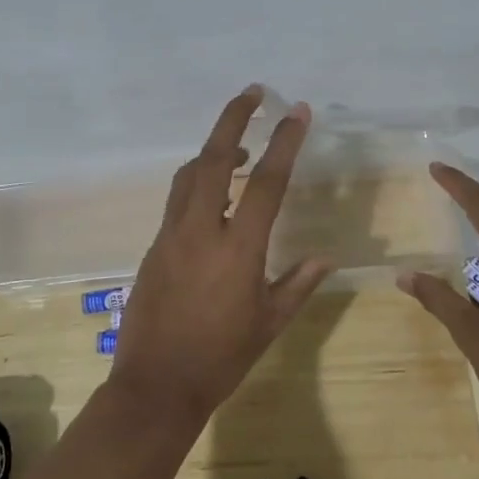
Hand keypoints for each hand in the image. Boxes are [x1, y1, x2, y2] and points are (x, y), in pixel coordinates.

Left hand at [111, 87, 334, 425]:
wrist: (156, 385)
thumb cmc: (221, 358)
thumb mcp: (268, 323)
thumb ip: (297, 284)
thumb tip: (325, 257)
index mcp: (237, 248)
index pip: (267, 182)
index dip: (285, 142)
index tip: (297, 111)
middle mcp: (200, 230)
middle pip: (215, 158)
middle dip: (234, 119)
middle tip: (253, 93)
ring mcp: (171, 235)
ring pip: (189, 175)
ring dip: (215, 150)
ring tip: (242, 147)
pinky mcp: (153, 246)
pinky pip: (177, 200)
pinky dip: (197, 183)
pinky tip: (214, 198)